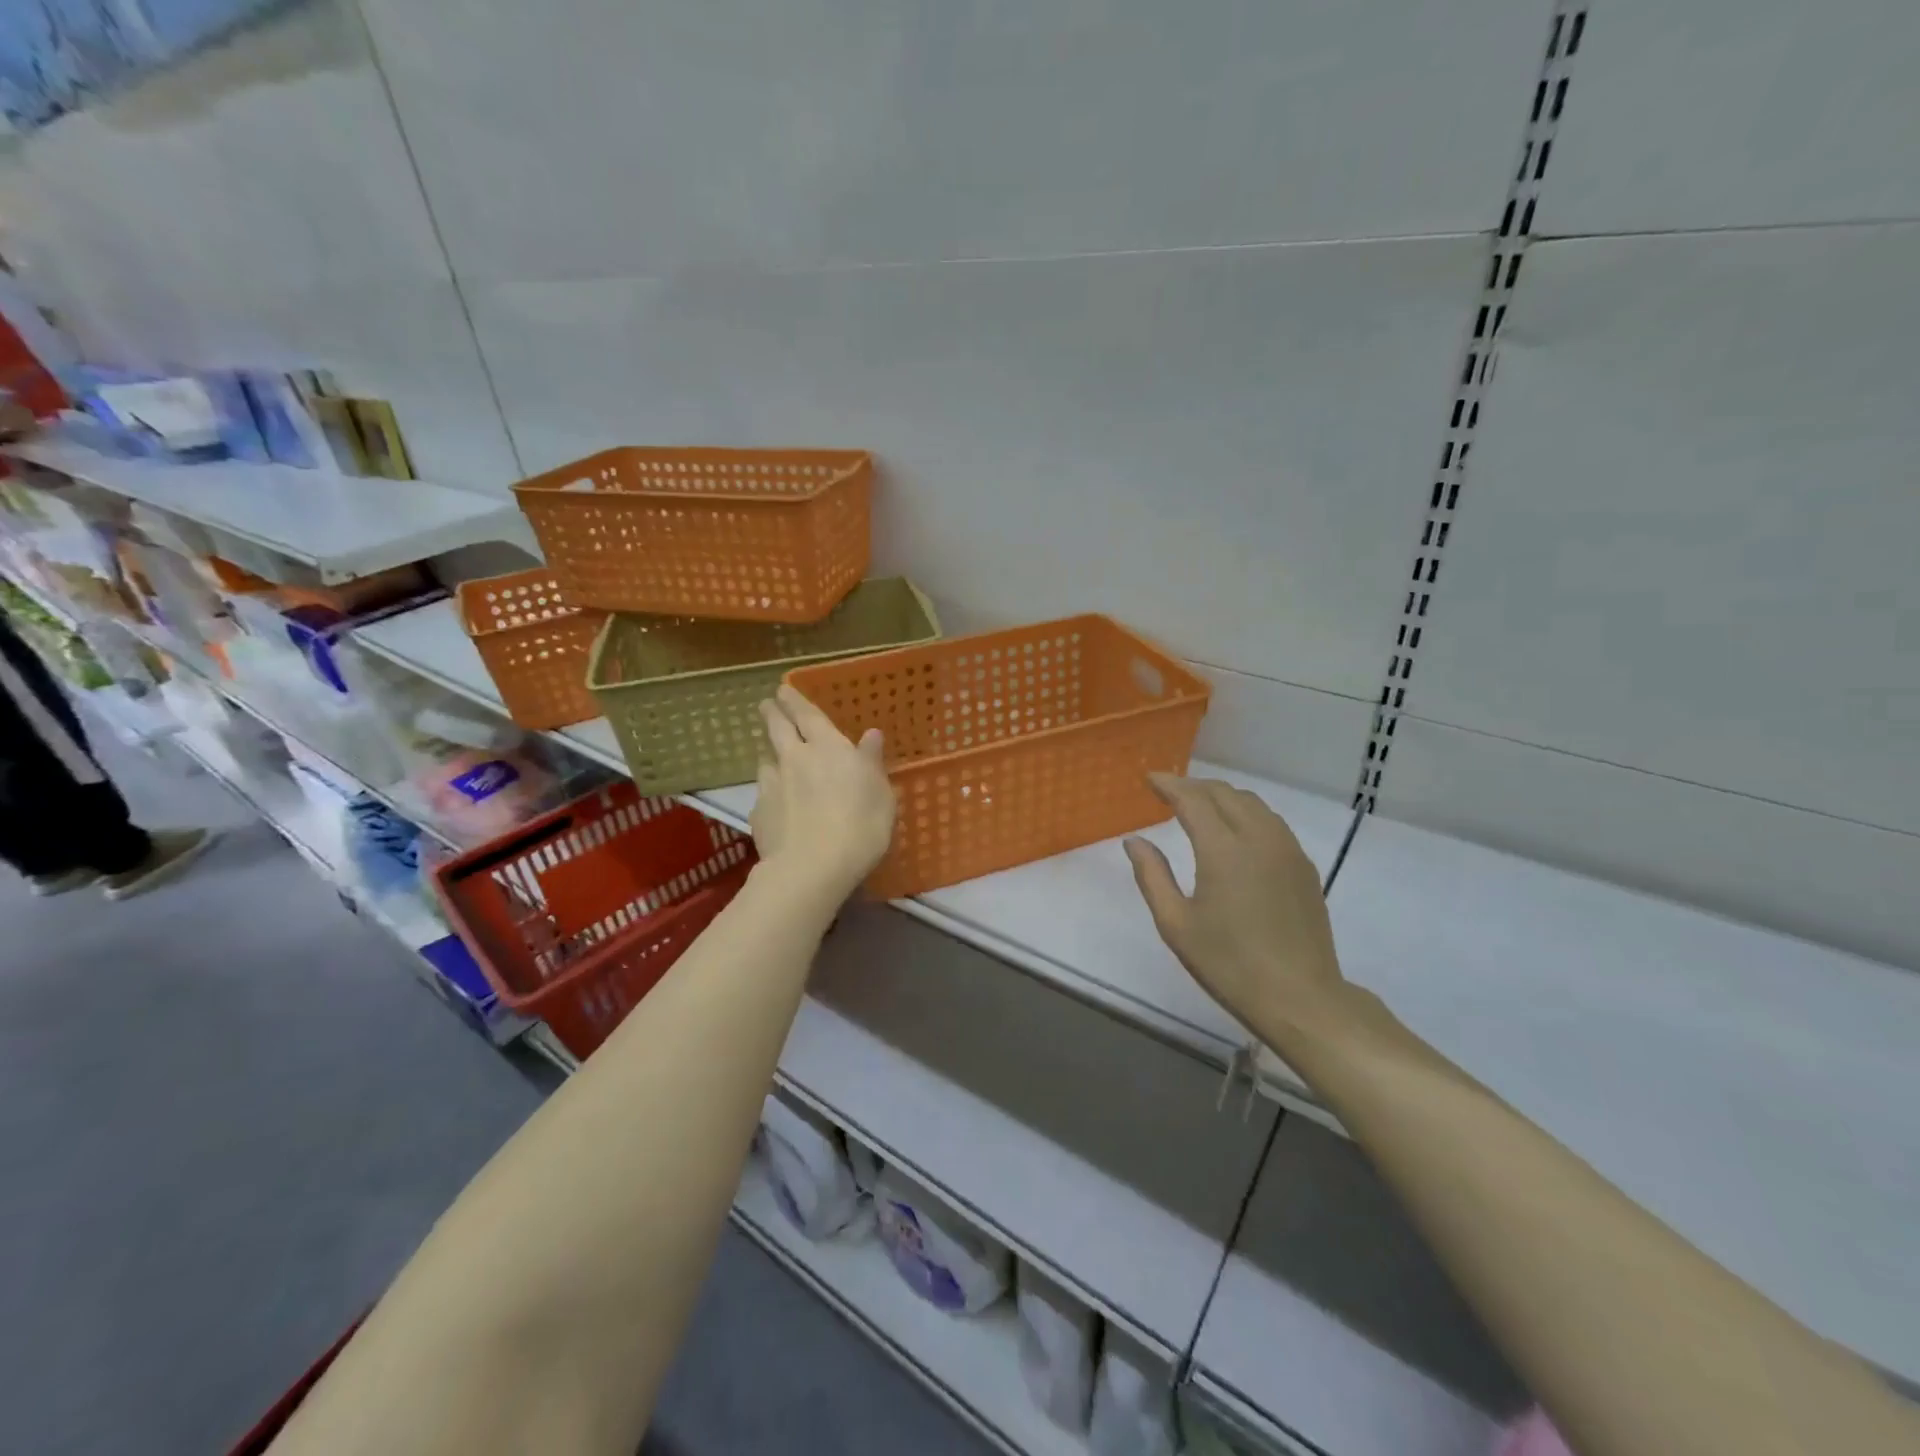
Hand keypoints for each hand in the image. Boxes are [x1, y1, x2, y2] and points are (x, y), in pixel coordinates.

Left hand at [753, 684, 895, 900]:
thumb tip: (871, 735)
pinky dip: (769, 793)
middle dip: (771, 714)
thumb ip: (872, 762)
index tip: (782, 690)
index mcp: (828, 748)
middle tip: (766, 705)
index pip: (807, 715)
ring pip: (765, 760)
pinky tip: (775, 804)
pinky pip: (763, 795)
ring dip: (768, 753)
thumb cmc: (860, 826)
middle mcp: (795, 759)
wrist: (812, 868)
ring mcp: (772, 785)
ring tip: (771, 755)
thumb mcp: (881, 794)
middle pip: (776, 729)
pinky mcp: (758, 813)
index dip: (794, 700)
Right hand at [1124, 774, 1346, 1035]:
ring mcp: (1287, 850)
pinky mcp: (1304, 866)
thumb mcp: (1175, 924)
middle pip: (1225, 793)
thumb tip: (1134, 840)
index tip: (1149, 778)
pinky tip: (1236, 831)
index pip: (1193, 799)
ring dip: (1222, 796)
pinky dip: (1246, 813)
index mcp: (1223, 850)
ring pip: (1252, 803)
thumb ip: (1152, 876)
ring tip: (1200, 806)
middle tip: (1169, 791)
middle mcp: (1258, 838)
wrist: (1300, 998)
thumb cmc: (1228, 964)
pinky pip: (1271, 822)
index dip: (1169, 784)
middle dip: (1194, 786)